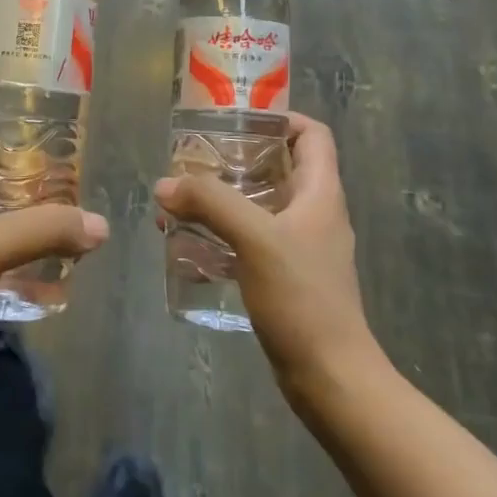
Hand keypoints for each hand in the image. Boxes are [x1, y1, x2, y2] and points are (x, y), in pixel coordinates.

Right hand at [155, 113, 374, 394]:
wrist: (331, 378)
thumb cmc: (302, 297)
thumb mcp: (255, 238)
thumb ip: (211, 203)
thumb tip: (165, 184)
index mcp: (321, 192)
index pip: (313, 134)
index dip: (281, 118)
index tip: (238, 119)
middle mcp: (315, 212)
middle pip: (280, 166)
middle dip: (237, 158)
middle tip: (195, 158)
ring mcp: (302, 246)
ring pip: (261, 204)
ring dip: (224, 198)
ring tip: (182, 200)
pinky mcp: (288, 276)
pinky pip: (253, 239)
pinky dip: (224, 232)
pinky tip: (192, 242)